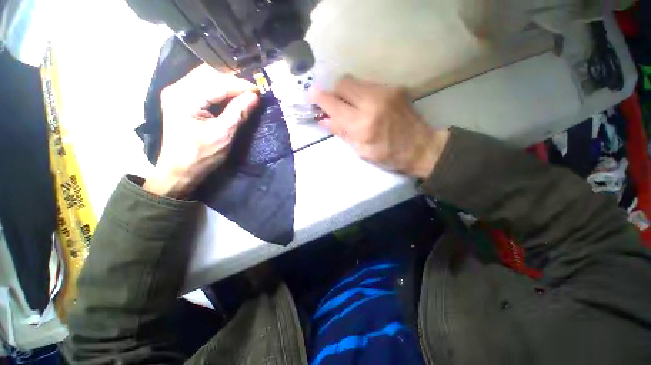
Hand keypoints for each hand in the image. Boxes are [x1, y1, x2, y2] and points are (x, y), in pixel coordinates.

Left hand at [143, 64, 259, 198]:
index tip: (259, 92)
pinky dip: (220, 89)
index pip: (218, 82)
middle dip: (234, 81)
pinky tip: (231, 96)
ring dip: (227, 84)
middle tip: (253, 92)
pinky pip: (203, 86)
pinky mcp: (182, 100)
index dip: (241, 85)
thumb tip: (254, 96)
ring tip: (245, 93)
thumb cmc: (201, 156)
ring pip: (206, 77)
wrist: (179, 170)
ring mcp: (178, 93)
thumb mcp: (223, 135)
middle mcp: (178, 88)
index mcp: (185, 97)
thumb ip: (238, 112)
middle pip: (209, 74)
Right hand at [311, 75, 449, 178]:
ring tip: (352, 106)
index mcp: (363, 125)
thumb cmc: (389, 155)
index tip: (310, 94)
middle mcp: (373, 102)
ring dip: (347, 92)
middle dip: (334, 91)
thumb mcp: (362, 151)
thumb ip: (342, 133)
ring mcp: (386, 91)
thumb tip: (323, 120)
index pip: (334, 105)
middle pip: (343, 83)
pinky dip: (361, 93)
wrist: (421, 147)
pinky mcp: (395, 87)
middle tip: (335, 104)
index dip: (319, 98)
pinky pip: (369, 84)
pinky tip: (368, 105)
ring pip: (355, 80)